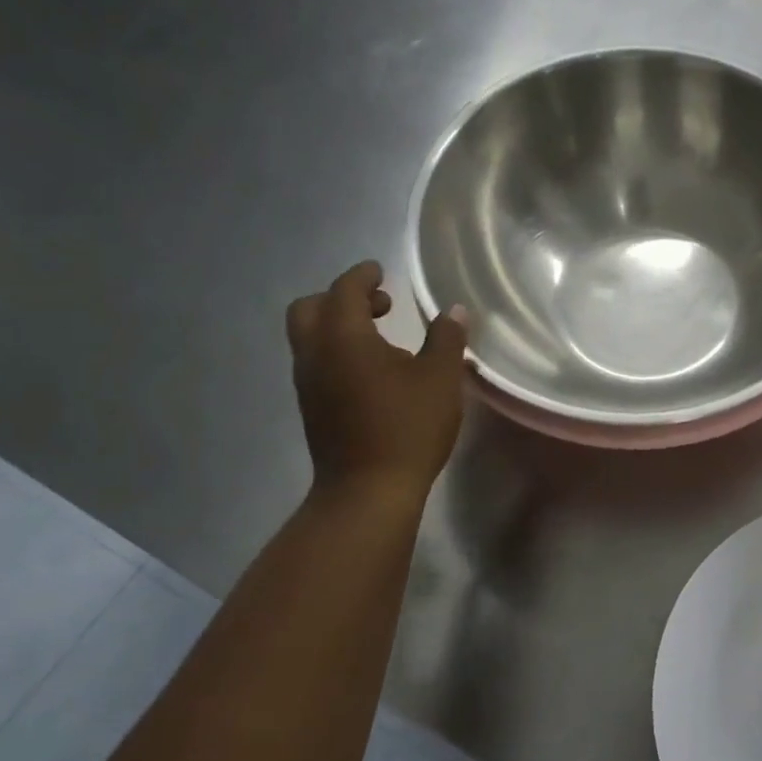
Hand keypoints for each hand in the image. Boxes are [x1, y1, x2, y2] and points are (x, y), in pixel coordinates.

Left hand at [286, 260, 467, 499]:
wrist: (368, 490)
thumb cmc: (408, 427)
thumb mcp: (440, 378)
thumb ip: (446, 338)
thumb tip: (453, 310)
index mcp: (344, 337)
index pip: (345, 290)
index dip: (362, 276)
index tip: (380, 270)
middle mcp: (315, 353)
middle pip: (310, 308)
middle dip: (341, 297)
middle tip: (379, 304)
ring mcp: (308, 382)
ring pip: (310, 337)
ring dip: (338, 325)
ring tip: (382, 337)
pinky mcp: (312, 406)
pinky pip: (317, 361)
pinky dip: (337, 350)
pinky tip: (372, 370)